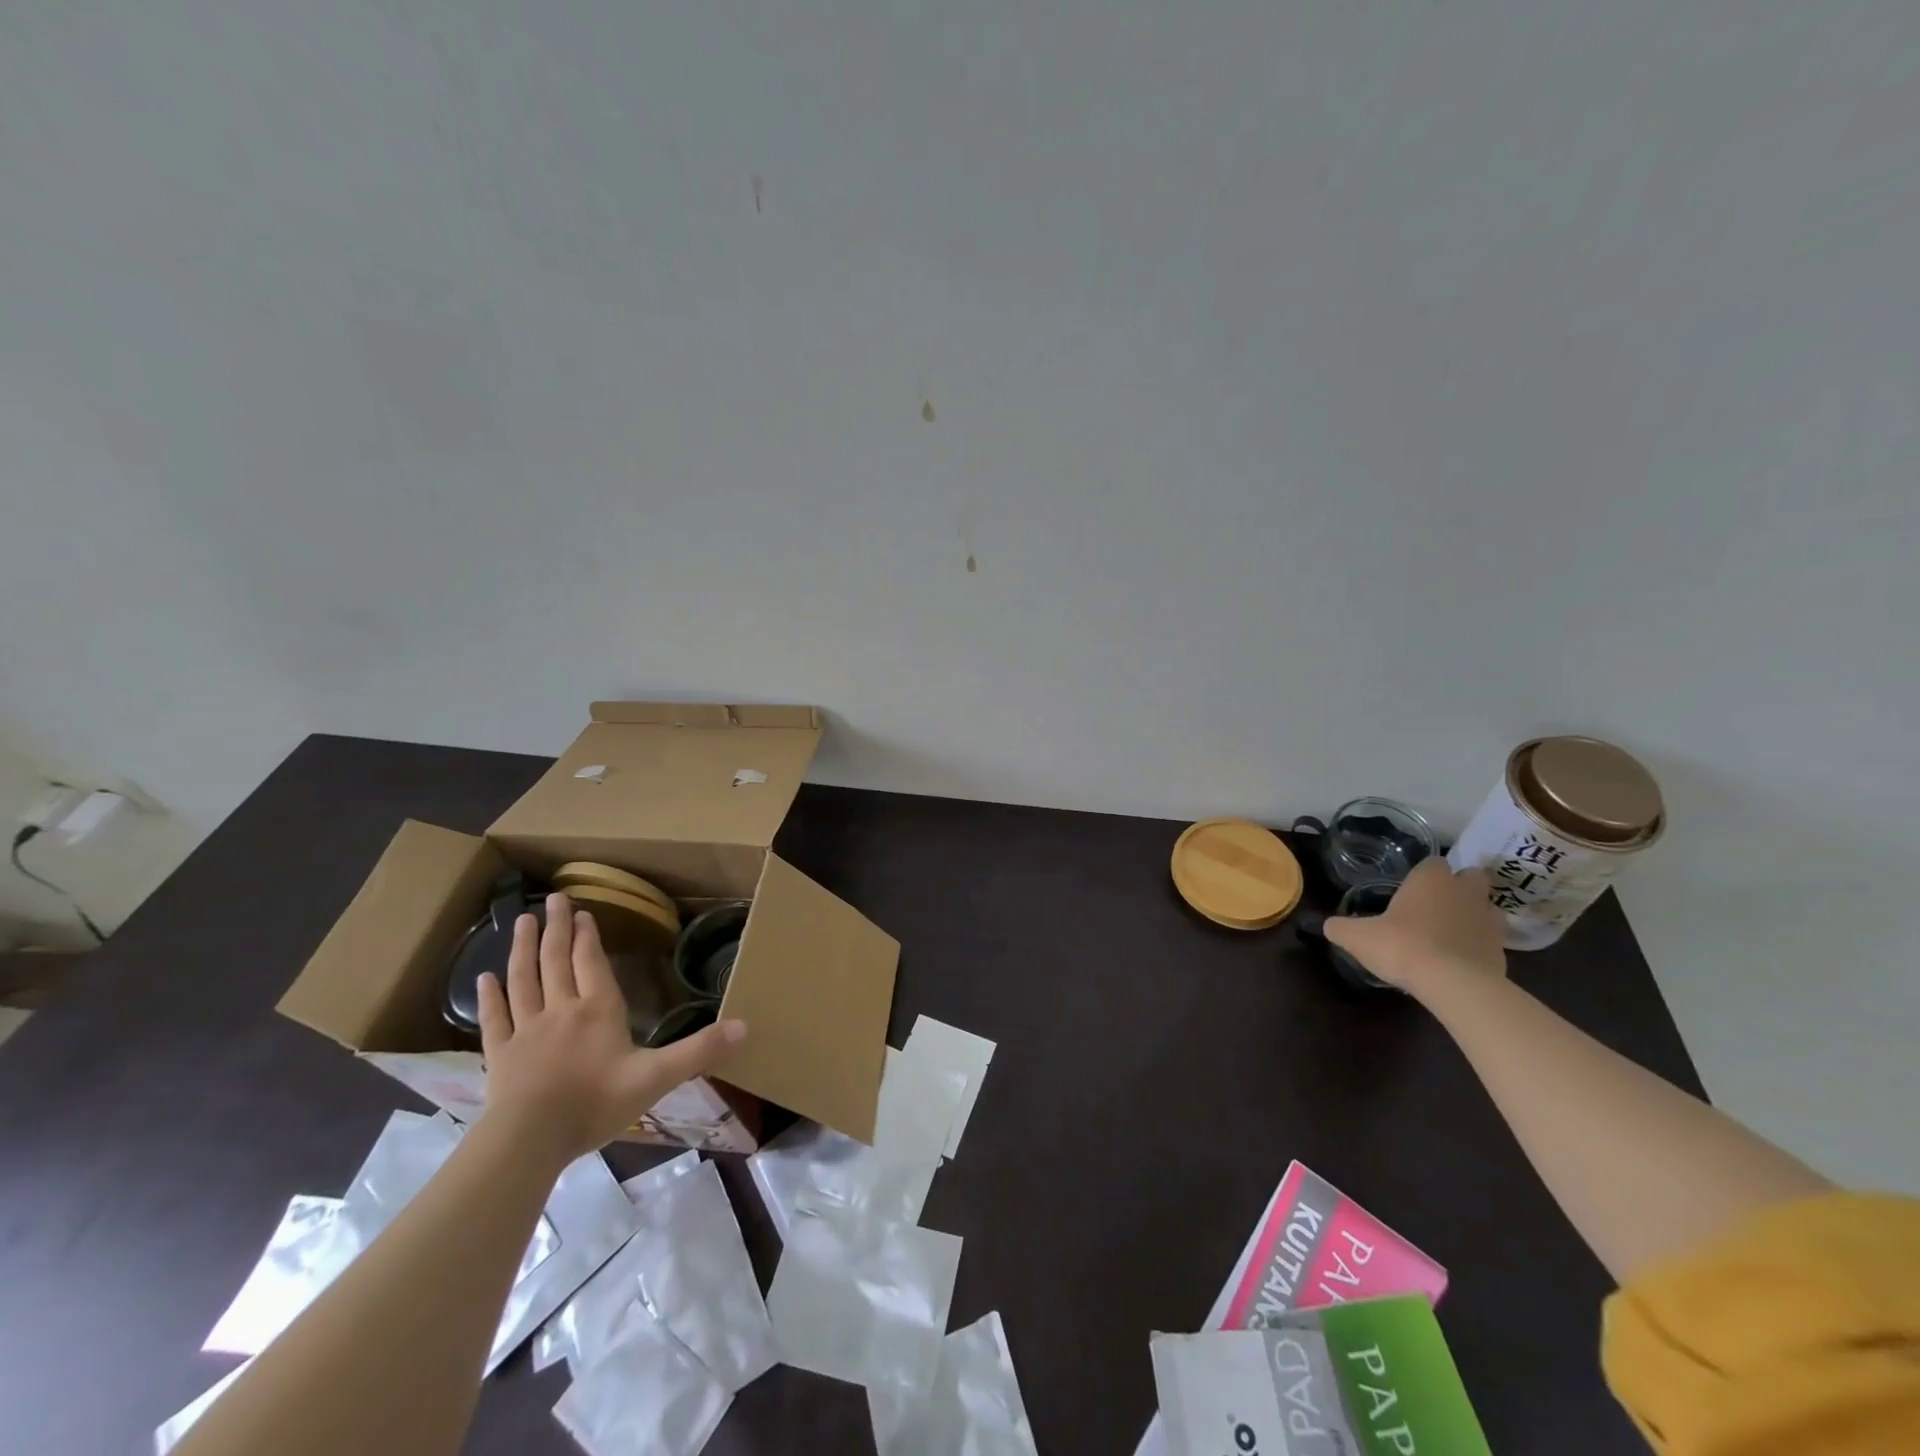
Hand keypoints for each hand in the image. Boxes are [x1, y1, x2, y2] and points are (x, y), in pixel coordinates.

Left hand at [475, 892, 746, 1165]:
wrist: (529, 1140)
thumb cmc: (595, 1104)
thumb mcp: (657, 1077)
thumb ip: (699, 1050)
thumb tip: (746, 1026)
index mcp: (599, 1010)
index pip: (591, 962)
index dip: (587, 936)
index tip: (581, 912)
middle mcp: (561, 1009)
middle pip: (557, 960)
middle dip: (557, 929)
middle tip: (553, 900)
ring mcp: (526, 1030)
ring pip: (524, 980)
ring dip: (523, 949)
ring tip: (522, 922)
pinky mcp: (500, 1054)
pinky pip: (495, 1018)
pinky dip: (489, 996)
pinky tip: (484, 978)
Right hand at [1324, 859, 1506, 992]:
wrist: (1453, 984)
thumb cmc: (1402, 946)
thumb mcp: (1357, 937)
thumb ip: (1340, 927)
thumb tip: (1329, 925)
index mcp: (1431, 879)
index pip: (1433, 862)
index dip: (1424, 874)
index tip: (1411, 890)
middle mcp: (1464, 892)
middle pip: (1471, 877)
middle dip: (1458, 886)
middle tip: (1436, 904)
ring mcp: (1489, 920)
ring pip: (1485, 907)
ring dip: (1471, 915)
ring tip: (1448, 932)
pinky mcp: (1502, 950)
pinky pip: (1490, 939)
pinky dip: (1477, 945)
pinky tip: (1458, 960)